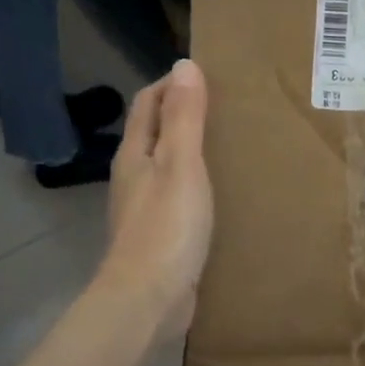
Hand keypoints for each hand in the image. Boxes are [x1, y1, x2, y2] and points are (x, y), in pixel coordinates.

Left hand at [100, 59, 214, 341]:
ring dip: (191, 151)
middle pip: (155, 133)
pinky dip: (197, 184)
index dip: (171, 84)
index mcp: (135, 155)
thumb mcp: (181, 165)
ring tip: (230, 146)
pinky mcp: (159, 236)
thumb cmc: (166, 228)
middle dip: (184, 115)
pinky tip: (222, 194)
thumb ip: (184, 118)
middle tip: (228, 109)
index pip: (147, 104)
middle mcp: (134, 177)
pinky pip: (178, 197)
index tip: (208, 76)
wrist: (148, 300)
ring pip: (166, 166)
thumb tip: (184, 65)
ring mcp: (144, 209)